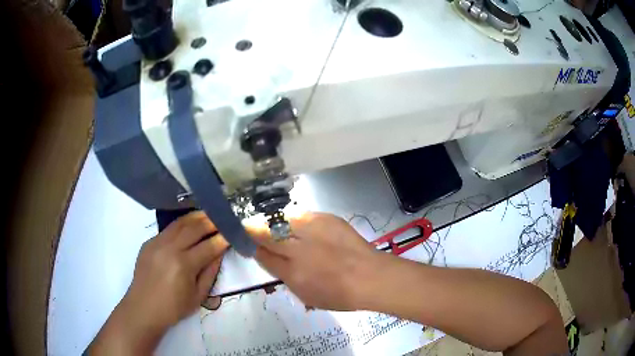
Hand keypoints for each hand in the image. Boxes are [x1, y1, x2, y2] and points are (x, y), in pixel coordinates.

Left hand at [89, 211, 228, 354]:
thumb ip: (210, 272)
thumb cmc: (173, 308)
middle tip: (224, 218)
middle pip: (195, 227)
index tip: (235, 232)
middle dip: (212, 221)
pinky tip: (189, 225)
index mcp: (184, 265)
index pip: (210, 245)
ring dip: (197, 217)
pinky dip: (182, 225)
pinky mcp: (149, 242)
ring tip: (209, 214)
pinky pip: (168, 229)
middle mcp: (170, 248)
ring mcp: (157, 242)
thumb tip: (219, 252)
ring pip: (180, 222)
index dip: (224, 238)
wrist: (143, 308)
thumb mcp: (198, 296)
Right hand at [247, 212, 381, 310]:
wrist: (370, 276)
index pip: (263, 256)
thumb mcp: (306, 295)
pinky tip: (291, 222)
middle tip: (247, 227)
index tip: (246, 243)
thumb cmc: (340, 295)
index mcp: (292, 273)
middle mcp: (299, 250)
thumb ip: (284, 276)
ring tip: (267, 223)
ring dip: (270, 222)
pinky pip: (301, 215)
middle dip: (252, 230)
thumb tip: (270, 259)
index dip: (251, 247)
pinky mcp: (326, 219)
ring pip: (280, 220)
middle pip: (266, 234)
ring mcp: (313, 231)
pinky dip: (292, 219)